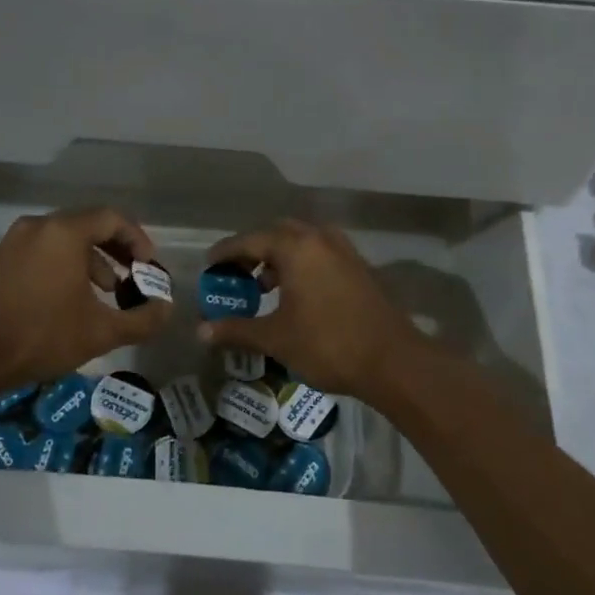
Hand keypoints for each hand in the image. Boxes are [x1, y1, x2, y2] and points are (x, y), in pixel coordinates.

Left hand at [0, 208, 170, 392]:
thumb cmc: (40, 336)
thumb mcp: (100, 332)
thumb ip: (141, 320)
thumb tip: (167, 310)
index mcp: (64, 232)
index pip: (112, 218)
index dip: (137, 239)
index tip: (149, 266)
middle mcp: (39, 226)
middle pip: (88, 225)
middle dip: (117, 250)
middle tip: (135, 275)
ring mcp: (15, 241)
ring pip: (65, 239)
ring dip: (92, 259)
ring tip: (108, 291)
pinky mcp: (0, 260)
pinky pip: (44, 251)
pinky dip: (66, 265)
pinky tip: (72, 299)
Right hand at [198, 220, 431, 400]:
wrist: (393, 361)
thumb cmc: (328, 344)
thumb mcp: (276, 338)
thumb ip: (236, 329)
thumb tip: (201, 332)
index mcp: (296, 247)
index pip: (250, 240)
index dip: (226, 252)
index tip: (209, 264)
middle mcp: (320, 239)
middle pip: (277, 234)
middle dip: (254, 251)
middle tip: (235, 273)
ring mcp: (343, 251)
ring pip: (302, 242)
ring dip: (279, 258)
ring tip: (262, 287)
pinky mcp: (358, 267)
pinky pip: (320, 254)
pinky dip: (301, 265)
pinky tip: (295, 294)